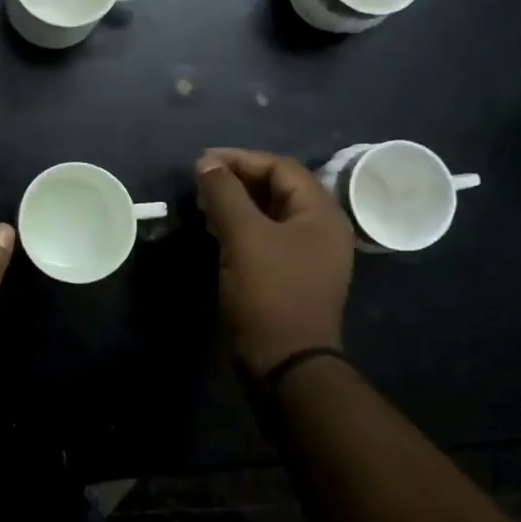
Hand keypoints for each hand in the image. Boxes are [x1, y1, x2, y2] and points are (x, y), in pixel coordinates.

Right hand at [194, 147, 353, 375]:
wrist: (285, 363)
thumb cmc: (269, 292)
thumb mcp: (243, 236)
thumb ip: (225, 193)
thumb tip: (206, 163)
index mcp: (320, 214)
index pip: (280, 167)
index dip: (240, 159)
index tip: (202, 162)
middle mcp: (320, 229)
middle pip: (276, 188)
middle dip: (236, 180)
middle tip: (199, 183)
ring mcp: (307, 254)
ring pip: (268, 213)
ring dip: (235, 203)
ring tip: (201, 205)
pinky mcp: (290, 275)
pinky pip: (264, 237)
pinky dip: (239, 227)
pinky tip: (214, 231)